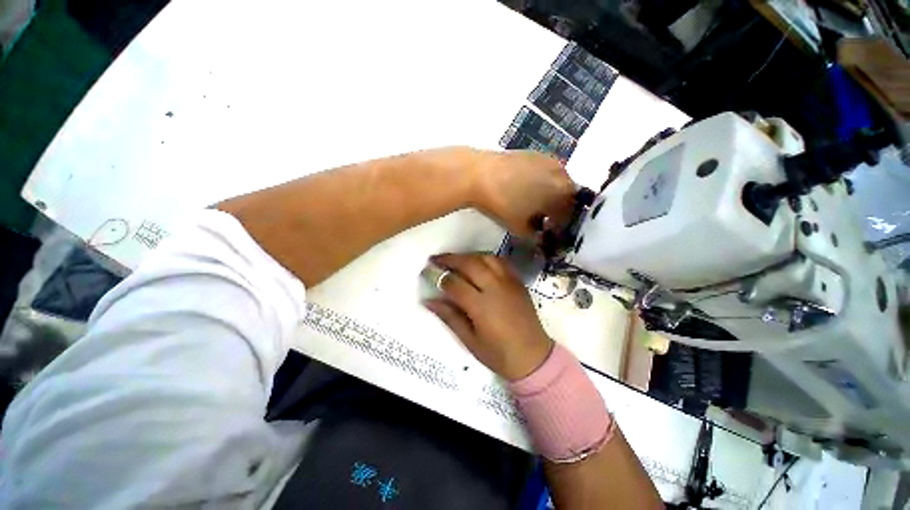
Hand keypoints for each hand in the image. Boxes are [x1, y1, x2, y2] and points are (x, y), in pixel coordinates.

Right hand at [424, 253, 553, 380]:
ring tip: (455, 260)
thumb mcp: (469, 340)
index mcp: (481, 306)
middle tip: (436, 259)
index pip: (454, 284)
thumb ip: (449, 316)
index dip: (439, 277)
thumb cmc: (498, 354)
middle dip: (450, 259)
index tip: (428, 274)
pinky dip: (485, 258)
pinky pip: (500, 262)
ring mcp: (509, 282)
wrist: (533, 356)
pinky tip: (477, 262)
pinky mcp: (518, 281)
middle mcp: (495, 288)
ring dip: (467, 256)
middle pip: (469, 264)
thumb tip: (428, 300)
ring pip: (485, 258)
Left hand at [470, 150, 575, 237]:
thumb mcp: (519, 227)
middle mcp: (561, 172)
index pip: (569, 213)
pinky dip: (539, 183)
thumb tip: (538, 237)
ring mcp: (546, 159)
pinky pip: (543, 172)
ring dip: (548, 195)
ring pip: (554, 182)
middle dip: (556, 209)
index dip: (559, 226)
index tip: (549, 233)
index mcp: (563, 191)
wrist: (478, 174)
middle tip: (542, 220)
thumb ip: (534, 235)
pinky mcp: (532, 153)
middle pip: (565, 195)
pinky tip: (523, 190)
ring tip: (532, 205)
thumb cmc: (503, 204)